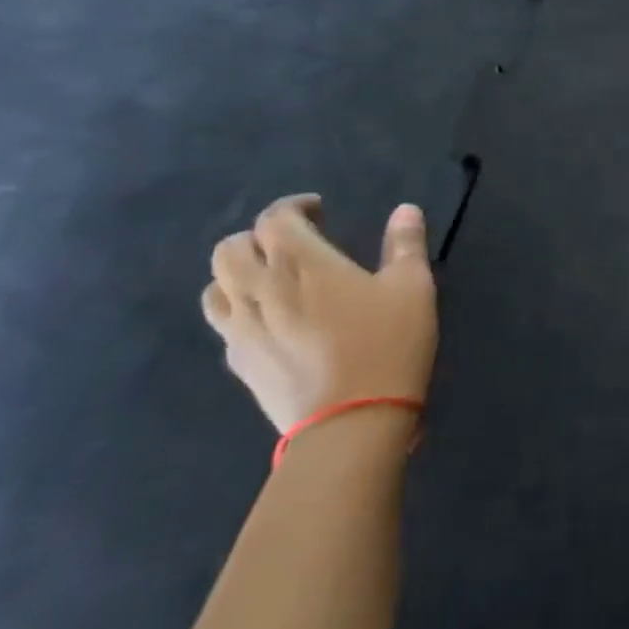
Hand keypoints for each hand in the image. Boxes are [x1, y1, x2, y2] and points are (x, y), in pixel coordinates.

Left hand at [203, 194, 438, 431]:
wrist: (350, 422)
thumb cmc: (387, 344)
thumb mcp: (412, 288)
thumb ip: (405, 245)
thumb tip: (405, 210)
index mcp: (300, 263)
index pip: (274, 219)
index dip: (293, 207)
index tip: (318, 210)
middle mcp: (259, 288)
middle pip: (230, 248)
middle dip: (258, 238)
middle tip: (294, 244)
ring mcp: (241, 329)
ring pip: (216, 286)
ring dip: (239, 273)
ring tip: (273, 280)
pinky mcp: (238, 362)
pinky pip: (224, 324)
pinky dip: (241, 309)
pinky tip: (272, 321)